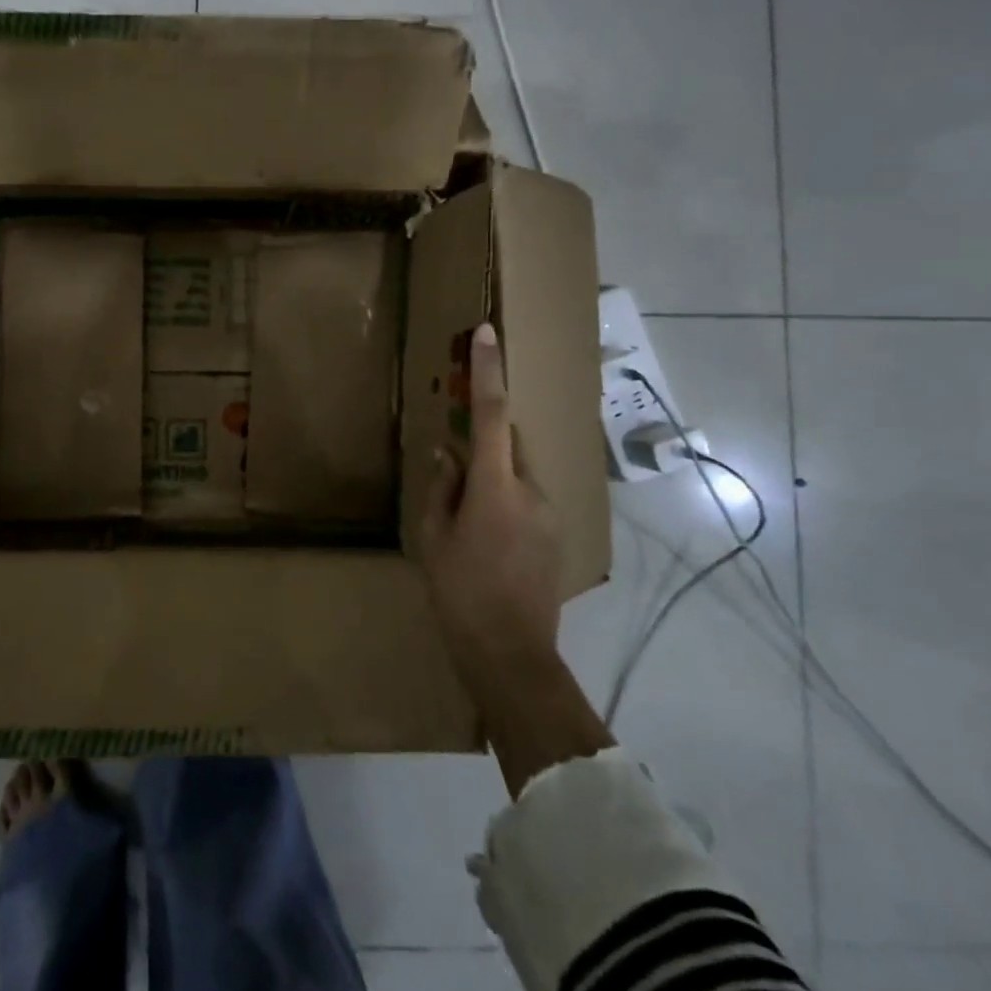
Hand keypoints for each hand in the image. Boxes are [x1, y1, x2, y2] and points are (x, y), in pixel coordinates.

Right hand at [415, 323, 562, 678]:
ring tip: (466, 522)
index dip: (488, 371)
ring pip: (515, 474)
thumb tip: (447, 453)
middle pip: (506, 445)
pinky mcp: (557, 534)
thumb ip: (441, 487)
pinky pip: (526, 499)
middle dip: (481, 443)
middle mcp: (532, 491)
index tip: (487, 333)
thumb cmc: (459, 593)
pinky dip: (504, 502)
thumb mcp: (433, 537)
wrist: (512, 656)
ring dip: (491, 479)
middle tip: (453, 470)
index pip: (492, 415)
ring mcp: (550, 514)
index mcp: (496, 488)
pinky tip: (486, 541)